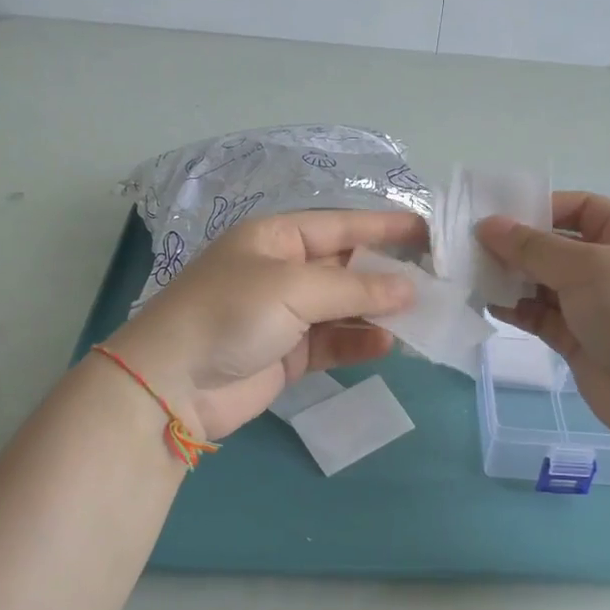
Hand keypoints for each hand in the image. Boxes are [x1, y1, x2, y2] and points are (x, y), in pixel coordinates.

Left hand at [102, 208, 422, 442]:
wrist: (173, 384)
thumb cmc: (231, 314)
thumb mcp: (293, 288)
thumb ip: (354, 288)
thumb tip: (408, 290)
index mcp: (275, 239)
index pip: (340, 225)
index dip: (384, 227)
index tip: (428, 232)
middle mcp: (282, 271)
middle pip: (346, 266)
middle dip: (387, 274)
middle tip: (436, 281)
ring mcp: (285, 315)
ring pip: (344, 307)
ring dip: (379, 311)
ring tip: (421, 316)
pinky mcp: (287, 353)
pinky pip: (333, 342)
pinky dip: (359, 342)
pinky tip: (387, 344)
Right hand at [477, 192, 609, 438]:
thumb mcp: (585, 266)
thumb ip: (532, 247)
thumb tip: (487, 225)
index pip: (581, 209)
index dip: (542, 209)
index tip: (499, 219)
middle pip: (557, 247)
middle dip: (518, 247)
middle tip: (474, 248)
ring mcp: (595, 306)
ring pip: (545, 283)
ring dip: (513, 279)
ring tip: (475, 275)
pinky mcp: (578, 339)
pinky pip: (542, 316)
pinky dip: (518, 309)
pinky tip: (489, 304)